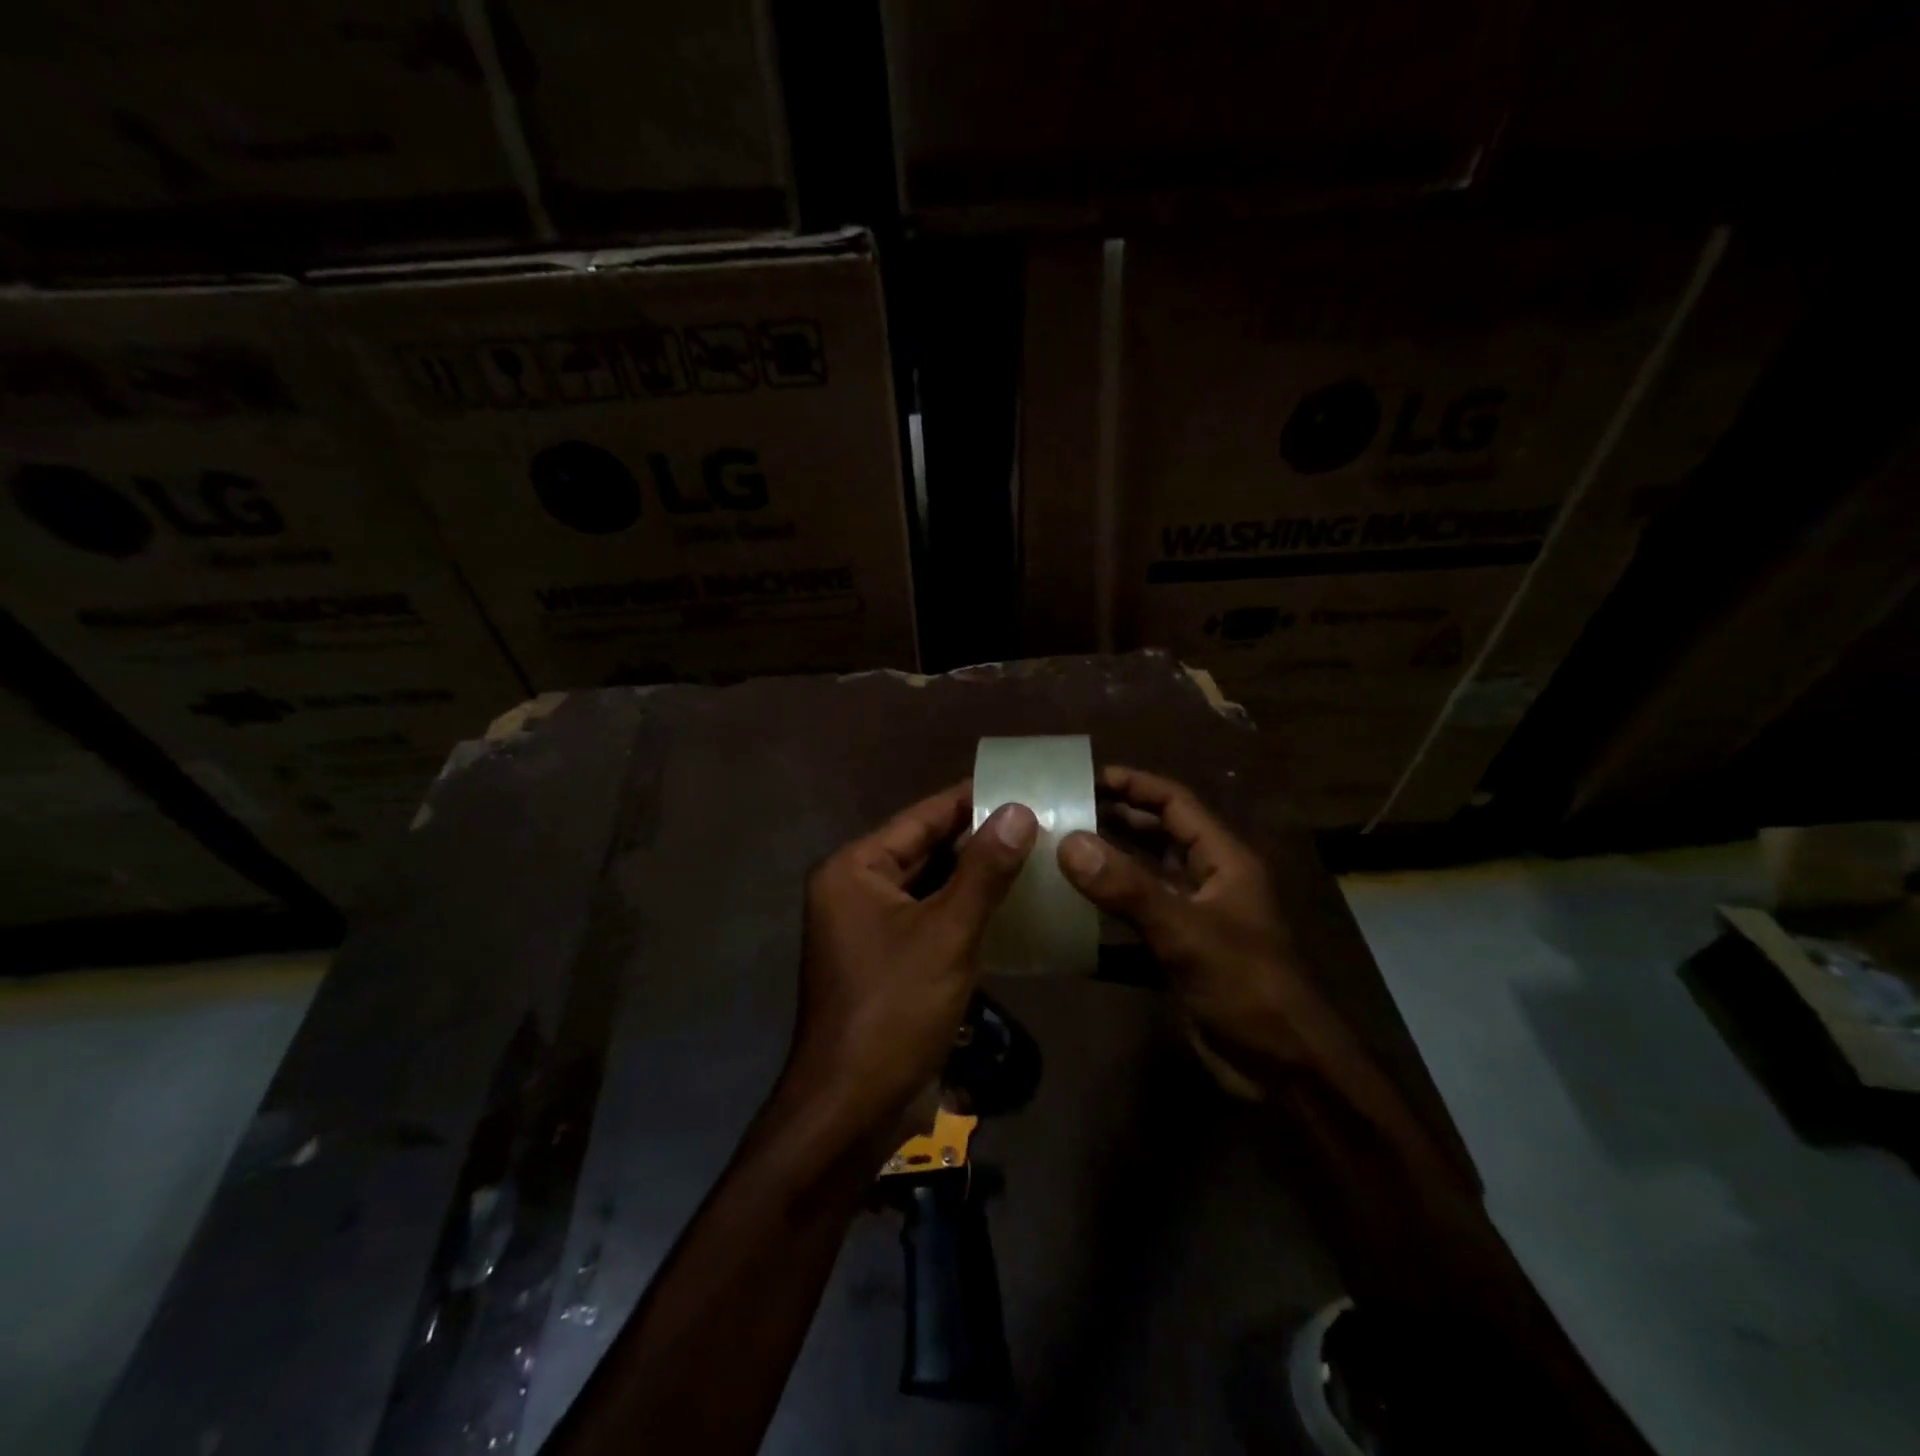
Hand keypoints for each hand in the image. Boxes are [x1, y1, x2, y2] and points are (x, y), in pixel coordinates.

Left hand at [783, 782, 1036, 1148]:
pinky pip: (932, 919)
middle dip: (978, 837)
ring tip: (1035, 852)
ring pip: (931, 886)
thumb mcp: (947, 932)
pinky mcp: (890, 960)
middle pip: (925, 850)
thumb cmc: (894, 1008)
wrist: (855, 1107)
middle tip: (1037, 818)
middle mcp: (856, 890)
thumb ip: (983, 869)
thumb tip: (1019, 810)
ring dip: (976, 874)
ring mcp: (871, 928)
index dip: (969, 799)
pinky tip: (1012, 904)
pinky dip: (966, 910)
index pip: (920, 819)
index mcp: (854, 870)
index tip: (1018, 782)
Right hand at [1057, 766, 1330, 1072]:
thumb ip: (1127, 887)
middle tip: (1065, 811)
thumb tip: (1069, 843)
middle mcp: (1208, 880)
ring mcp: (1193, 917)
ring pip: (1145, 875)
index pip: (1177, 804)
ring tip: (1060, 850)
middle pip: (1159, 835)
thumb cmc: (1245, 985)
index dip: (1136, 785)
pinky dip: (1109, 908)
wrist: (1282, 1066)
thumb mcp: (1185, 931)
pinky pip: (1138, 916)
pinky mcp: (1179, 951)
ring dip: (1109, 862)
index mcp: (1223, 860)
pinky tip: (1073, 908)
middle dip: (1116, 819)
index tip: (1089, 777)